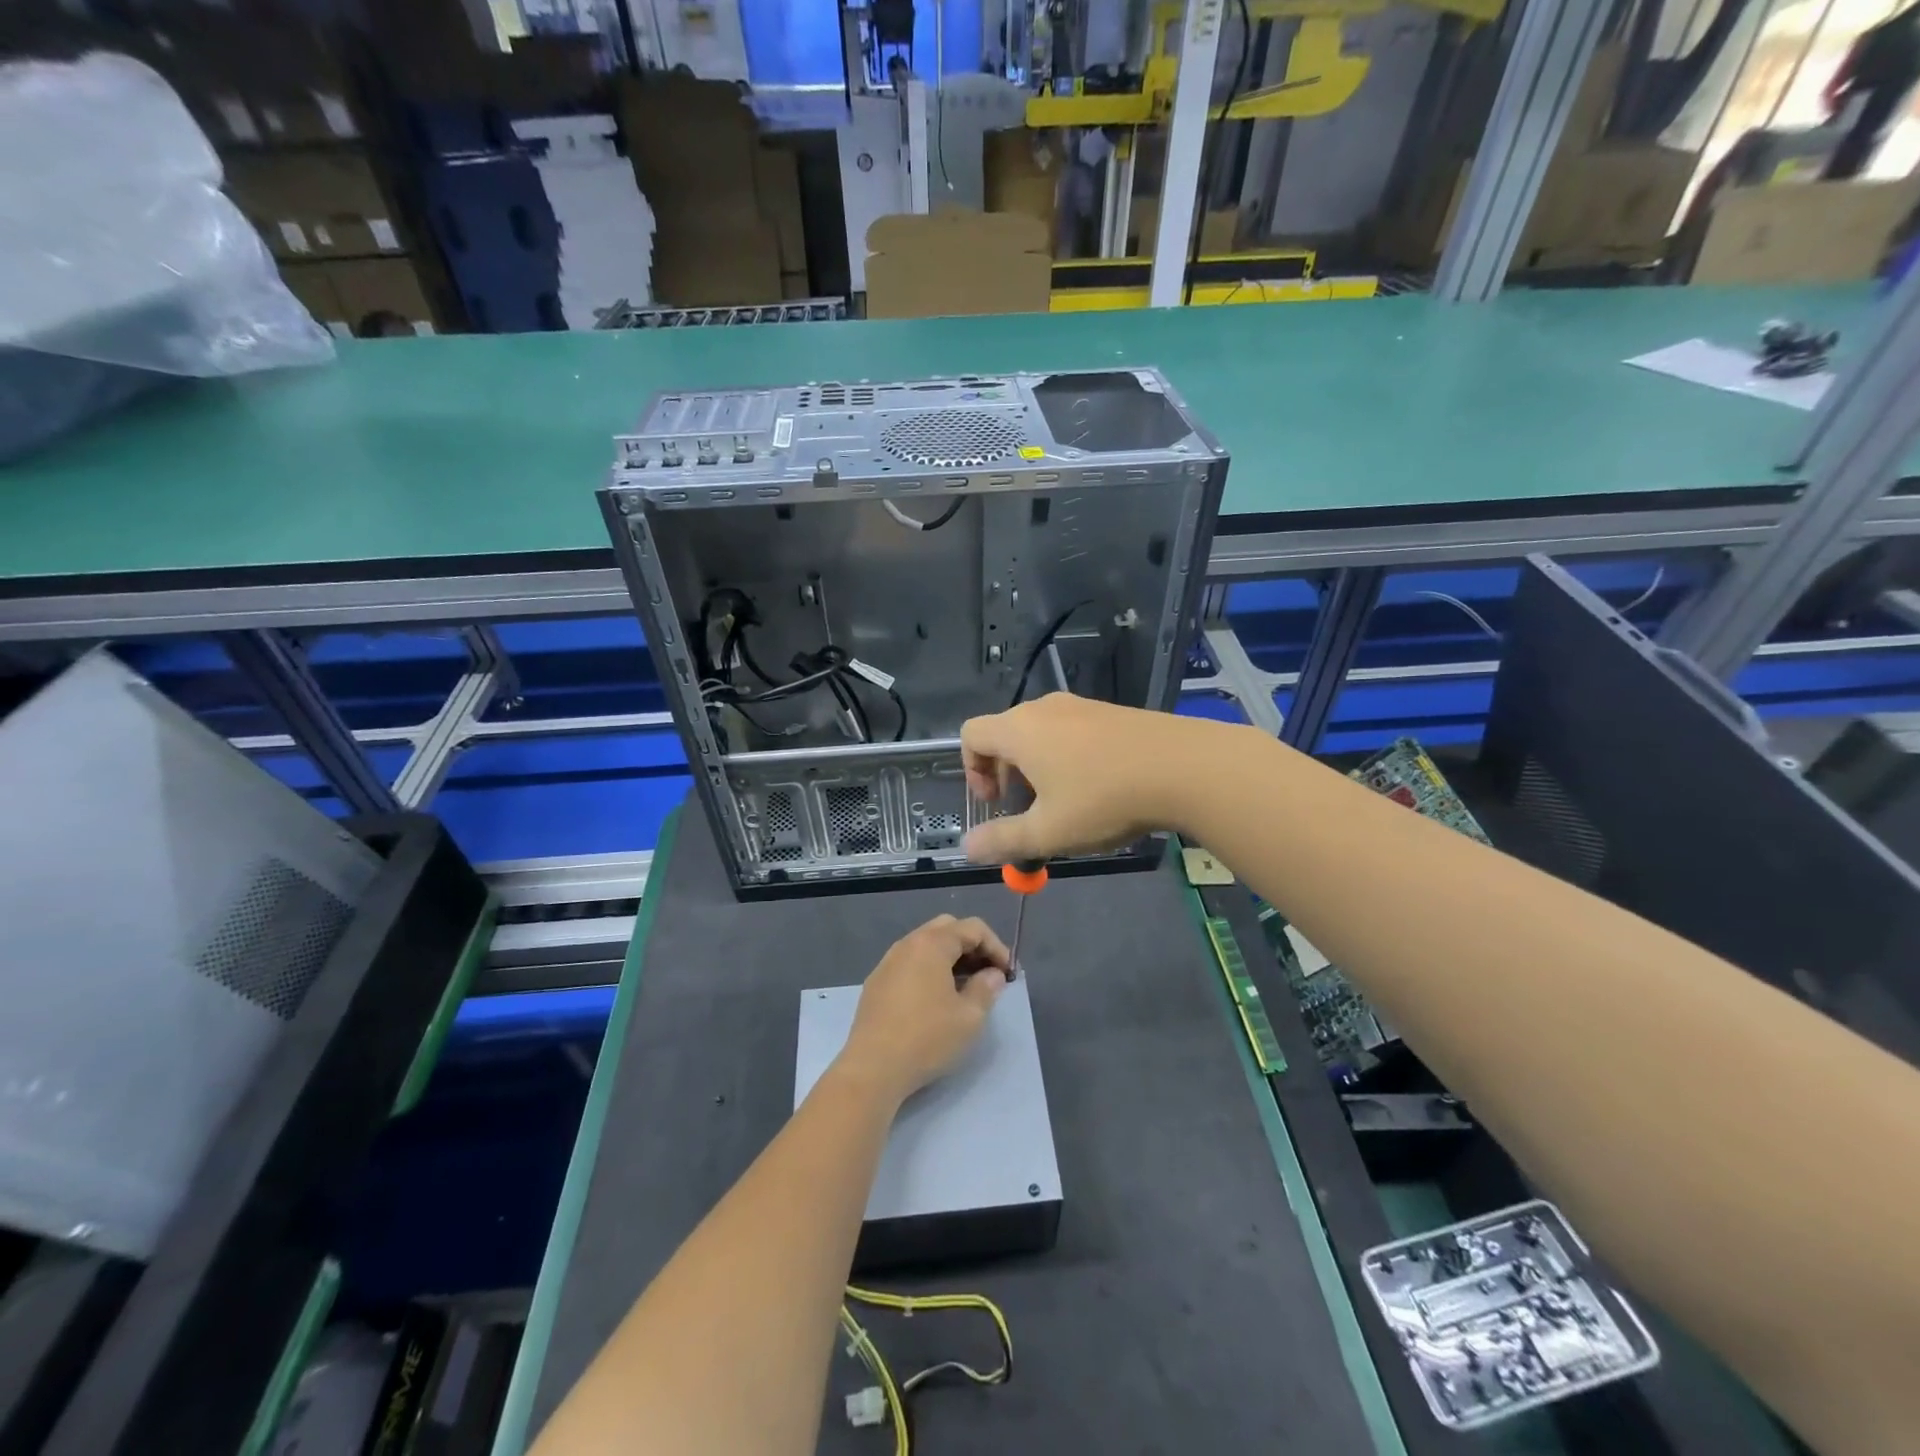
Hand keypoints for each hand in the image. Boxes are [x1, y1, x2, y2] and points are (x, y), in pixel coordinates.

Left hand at [837, 915, 1009, 1103]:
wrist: (872, 1068)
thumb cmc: (927, 1038)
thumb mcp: (969, 1017)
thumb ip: (986, 988)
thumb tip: (993, 974)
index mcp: (932, 944)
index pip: (972, 928)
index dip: (996, 946)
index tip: (1007, 973)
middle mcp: (907, 944)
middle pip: (947, 929)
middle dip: (972, 945)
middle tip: (987, 973)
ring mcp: (888, 962)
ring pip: (925, 945)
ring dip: (950, 957)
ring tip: (965, 986)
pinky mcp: (876, 983)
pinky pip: (909, 963)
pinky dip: (929, 969)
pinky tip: (935, 998)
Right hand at [960, 694, 1200, 863]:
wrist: (1184, 766)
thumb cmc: (1103, 799)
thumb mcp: (1048, 831)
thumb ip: (1002, 841)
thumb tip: (967, 848)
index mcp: (1019, 730)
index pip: (971, 735)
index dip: (972, 770)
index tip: (995, 803)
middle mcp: (1044, 708)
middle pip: (1005, 734)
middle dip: (1006, 775)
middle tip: (1028, 811)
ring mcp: (1081, 706)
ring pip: (1040, 734)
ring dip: (1038, 769)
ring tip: (1065, 805)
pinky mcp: (1111, 712)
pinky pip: (1071, 731)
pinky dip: (1068, 757)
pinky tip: (1098, 788)